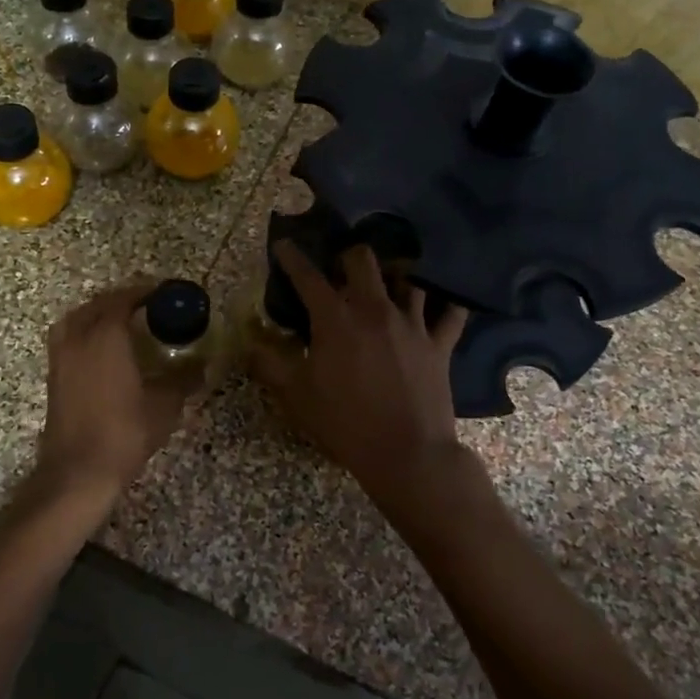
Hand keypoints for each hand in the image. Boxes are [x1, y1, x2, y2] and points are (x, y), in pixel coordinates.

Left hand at [32, 280, 192, 513]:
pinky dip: (85, 330)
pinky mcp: (54, 374)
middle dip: (124, 299)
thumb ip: (183, 379)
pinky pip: (69, 336)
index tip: (166, 293)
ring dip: (100, 312)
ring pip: (78, 317)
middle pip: (99, 304)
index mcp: (106, 335)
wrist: (77, 471)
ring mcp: (61, 355)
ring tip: (124, 321)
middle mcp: (79, 337)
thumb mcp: (164, 406)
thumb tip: (202, 366)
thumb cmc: (123, 433)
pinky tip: (103, 347)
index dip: (146, 292)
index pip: (125, 299)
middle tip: (149, 305)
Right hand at [249, 243, 468, 506]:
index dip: (292, 257)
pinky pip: (450, 313)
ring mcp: (411, 324)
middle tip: (340, 267)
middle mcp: (374, 309)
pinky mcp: (439, 344)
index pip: (308, 276)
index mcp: (335, 319)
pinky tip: (444, 299)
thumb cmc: (345, 423)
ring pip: (407, 278)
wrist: (406, 454)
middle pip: (363, 260)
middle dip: (347, 255)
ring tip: (388, 279)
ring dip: (394, 274)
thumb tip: (248, 342)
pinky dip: (447, 303)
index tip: (284, 244)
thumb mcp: (296, 396)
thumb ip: (270, 364)